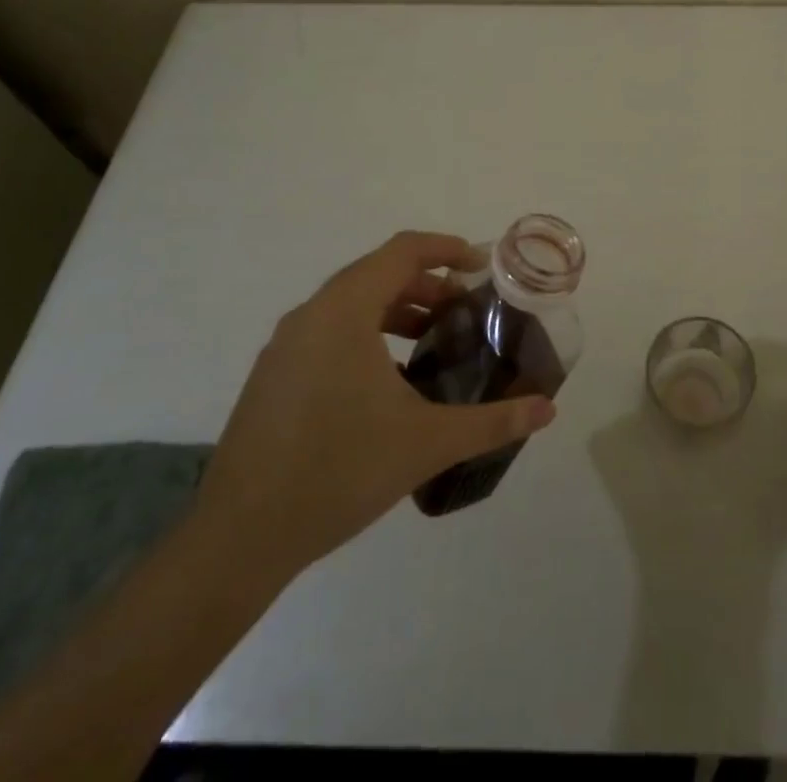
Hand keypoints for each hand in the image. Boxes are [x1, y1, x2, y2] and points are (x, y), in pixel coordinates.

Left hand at [197, 231, 556, 578]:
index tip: (482, 265)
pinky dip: (366, 333)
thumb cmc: (339, 471)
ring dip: (396, 309)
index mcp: (344, 311)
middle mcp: (310, 314)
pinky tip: (387, 382)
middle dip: (427, 284)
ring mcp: (284, 346)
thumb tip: (548, 409)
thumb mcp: (427, 443)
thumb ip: (492, 421)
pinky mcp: (271, 376)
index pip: (402, 251)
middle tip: (465, 310)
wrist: (239, 538)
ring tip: (432, 341)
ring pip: (350, 303)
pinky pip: (328, 331)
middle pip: (377, 273)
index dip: (447, 248)